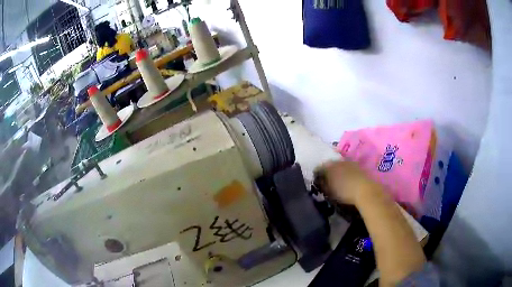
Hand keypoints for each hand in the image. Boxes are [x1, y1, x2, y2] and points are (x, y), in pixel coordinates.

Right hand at [315, 161, 378, 205]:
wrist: (366, 191)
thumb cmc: (344, 192)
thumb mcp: (329, 191)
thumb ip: (323, 185)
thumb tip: (320, 182)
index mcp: (329, 166)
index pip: (319, 168)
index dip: (317, 175)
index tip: (317, 182)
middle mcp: (338, 161)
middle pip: (330, 165)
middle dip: (328, 172)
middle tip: (327, 181)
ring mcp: (349, 162)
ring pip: (340, 166)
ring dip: (338, 171)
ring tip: (338, 181)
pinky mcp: (359, 166)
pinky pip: (349, 168)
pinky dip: (347, 173)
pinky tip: (348, 181)